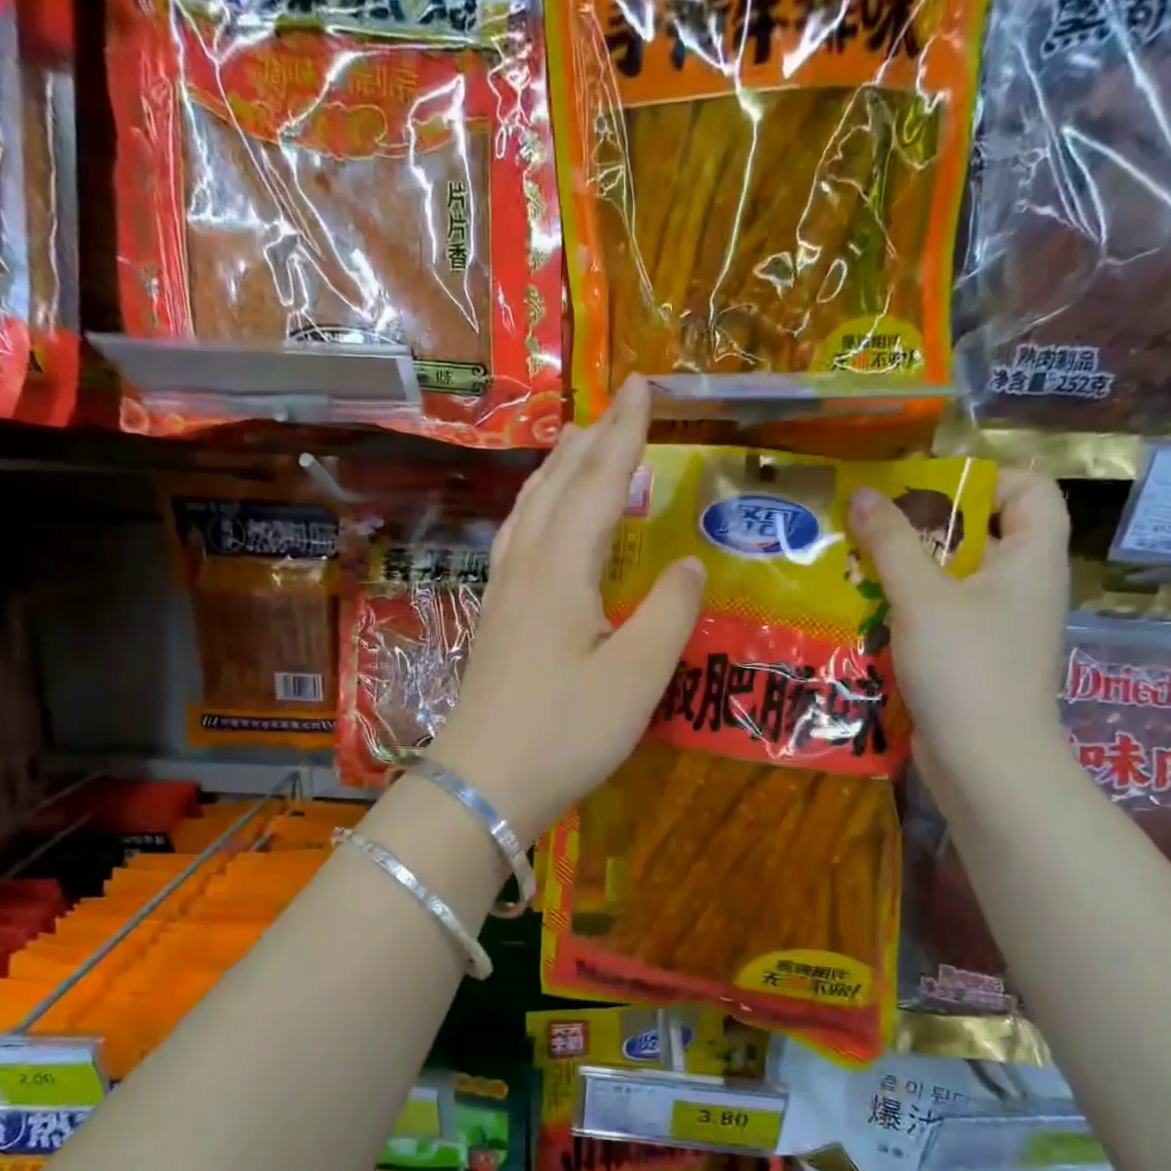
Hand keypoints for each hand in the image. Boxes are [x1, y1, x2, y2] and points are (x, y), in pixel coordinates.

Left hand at [429, 377, 703, 842]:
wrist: (483, 784)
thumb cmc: (565, 732)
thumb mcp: (636, 677)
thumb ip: (668, 613)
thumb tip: (687, 565)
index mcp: (562, 569)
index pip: (599, 482)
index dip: (624, 433)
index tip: (643, 386)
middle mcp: (526, 567)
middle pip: (557, 485)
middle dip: (590, 440)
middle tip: (616, 405)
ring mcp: (503, 594)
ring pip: (530, 510)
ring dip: (557, 470)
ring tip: (577, 446)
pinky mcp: (495, 621)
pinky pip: (518, 540)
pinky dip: (539, 509)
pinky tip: (543, 523)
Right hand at [847, 469, 1069, 788]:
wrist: (985, 761)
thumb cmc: (965, 666)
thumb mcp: (922, 597)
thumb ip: (892, 543)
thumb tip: (864, 493)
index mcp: (1031, 559)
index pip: (1030, 490)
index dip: (985, 478)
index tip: (926, 487)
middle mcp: (1023, 588)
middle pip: (982, 535)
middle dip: (926, 527)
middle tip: (873, 525)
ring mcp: (1000, 628)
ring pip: (954, 581)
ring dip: (908, 572)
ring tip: (857, 567)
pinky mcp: (975, 661)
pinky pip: (943, 619)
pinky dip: (909, 612)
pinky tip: (867, 615)